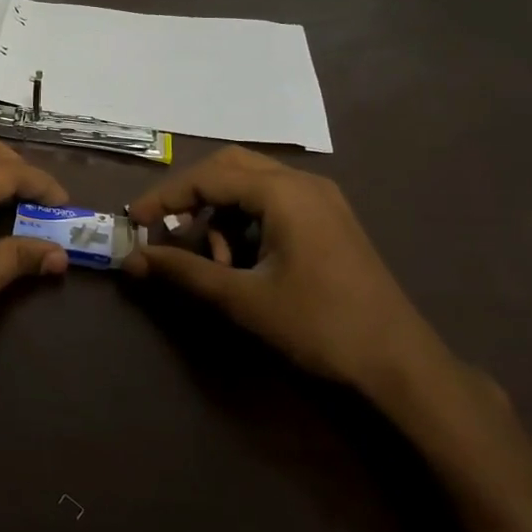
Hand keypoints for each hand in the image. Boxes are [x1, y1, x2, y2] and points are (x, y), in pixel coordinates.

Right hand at [124, 147, 448, 397]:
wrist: (400, 365)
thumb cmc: (319, 326)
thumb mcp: (243, 299)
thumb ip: (184, 272)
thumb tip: (132, 259)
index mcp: (284, 193)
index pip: (208, 176)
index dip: (165, 197)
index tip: (134, 222)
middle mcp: (303, 183)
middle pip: (230, 167)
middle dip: (192, 195)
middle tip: (166, 228)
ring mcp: (321, 200)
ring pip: (252, 184)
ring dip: (221, 213)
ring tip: (216, 262)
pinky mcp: (329, 220)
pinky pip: (273, 202)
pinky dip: (246, 222)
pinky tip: (245, 262)